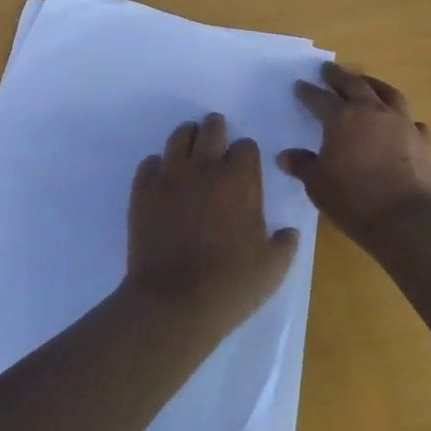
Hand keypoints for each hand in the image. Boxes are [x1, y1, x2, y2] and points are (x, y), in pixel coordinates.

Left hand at [126, 113, 299, 334]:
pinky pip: (148, 163)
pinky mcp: (142, 191)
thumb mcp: (273, 268)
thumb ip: (285, 243)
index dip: (246, 155)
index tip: (244, 167)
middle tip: (216, 139)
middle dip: (216, 130)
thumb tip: (287, 232)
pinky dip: (157, 165)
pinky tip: (162, 177)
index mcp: (240, 181)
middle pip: (211, 129)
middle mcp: (205, 169)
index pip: (246, 147)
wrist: (174, 302)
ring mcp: (170, 177)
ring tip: (190, 147)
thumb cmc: (231, 285)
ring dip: (187, 138)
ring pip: (179, 138)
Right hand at [280, 62, 430, 243]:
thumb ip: (303, 166)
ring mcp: (402, 124)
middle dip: (339, 76)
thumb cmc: (354, 199)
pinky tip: (401, 124)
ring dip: (374, 85)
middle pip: (355, 85)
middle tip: (330, 69)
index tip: (300, 85)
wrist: (408, 219)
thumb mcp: (317, 185)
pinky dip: (403, 119)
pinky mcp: (424, 142)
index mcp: (342, 118)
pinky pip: (412, 122)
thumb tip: (286, 156)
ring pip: (388, 94)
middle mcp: (373, 112)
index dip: (308, 92)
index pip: (320, 99)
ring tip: (366, 83)